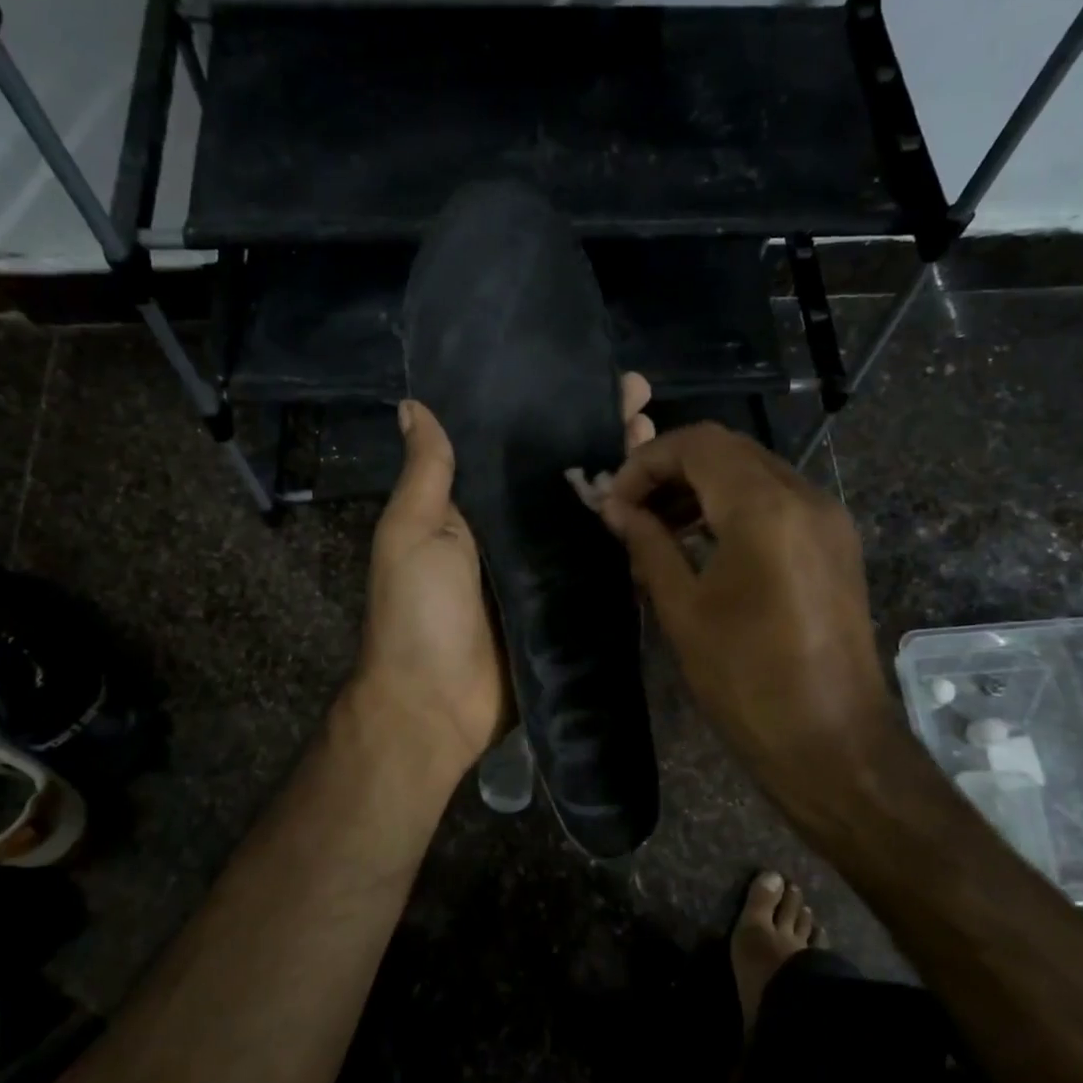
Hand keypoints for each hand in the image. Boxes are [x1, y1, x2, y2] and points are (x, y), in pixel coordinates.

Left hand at [357, 376, 656, 780]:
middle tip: (643, 404)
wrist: (434, 705)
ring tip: (661, 442)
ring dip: (628, 479)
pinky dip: (635, 541)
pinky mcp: (573, 609)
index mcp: (477, 507)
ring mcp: (548, 572)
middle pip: (568, 475)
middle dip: (603, 437)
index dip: (556, 410)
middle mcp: (516, 533)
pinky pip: (608, 569)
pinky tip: (671, 510)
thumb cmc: (418, 613)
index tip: (593, 376)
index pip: (523, 445)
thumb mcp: (412, 533)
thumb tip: (415, 404)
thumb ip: (427, 473)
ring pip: (595, 515)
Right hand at [597, 422, 895, 833]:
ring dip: (702, 487)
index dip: (646, 463)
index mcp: (765, 509)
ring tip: (660, 529)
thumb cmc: (746, 681)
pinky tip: (704, 544)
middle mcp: (805, 496)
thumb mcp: (683, 610)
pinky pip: (778, 500)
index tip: (614, 503)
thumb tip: (616, 509)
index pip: (697, 444)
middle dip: (671, 470)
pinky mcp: (836, 544)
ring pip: (755, 471)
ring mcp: (828, 518)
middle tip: (632, 512)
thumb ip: (648, 545)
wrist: (833, 742)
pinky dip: (735, 506)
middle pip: (728, 450)